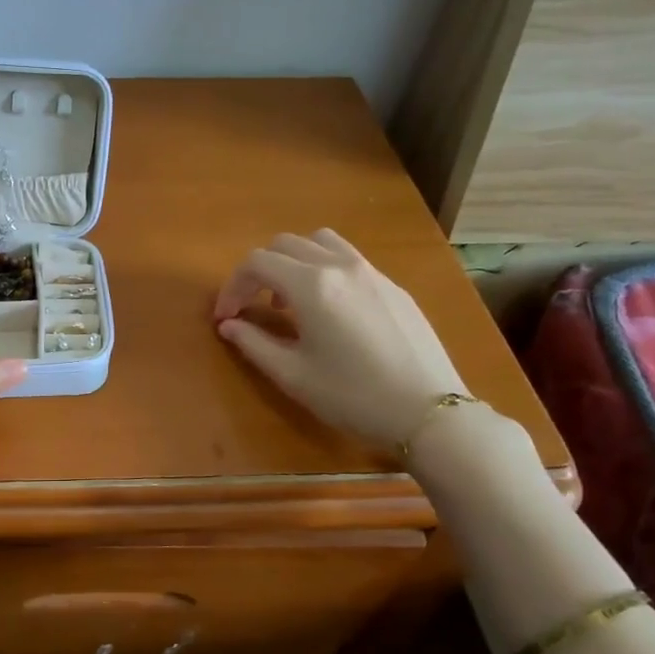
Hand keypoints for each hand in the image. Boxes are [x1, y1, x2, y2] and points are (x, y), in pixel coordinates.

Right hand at [212, 229, 467, 449]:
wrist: (428, 411)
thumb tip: (229, 325)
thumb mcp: (293, 375)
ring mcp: (371, 272)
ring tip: (289, 300)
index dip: (233, 287)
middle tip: (250, 307)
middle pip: (285, 244)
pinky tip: (329, 310)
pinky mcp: (393, 286)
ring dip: (293, 262)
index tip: (226, 318)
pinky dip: (324, 269)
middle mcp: (340, 266)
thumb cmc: (352, 396)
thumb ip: (254, 343)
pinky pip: (348, 259)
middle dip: (259, 271)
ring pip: (320, 242)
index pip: (257, 263)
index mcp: (311, 285)